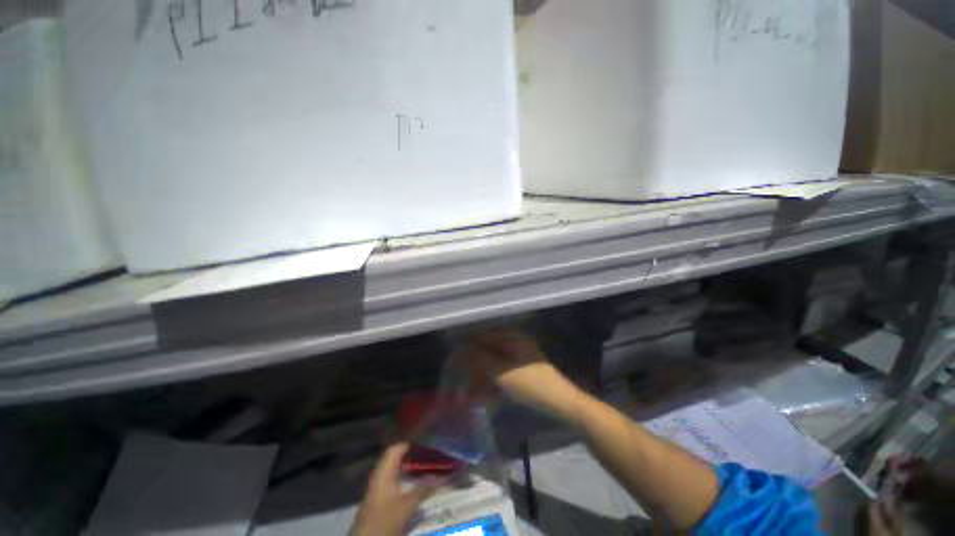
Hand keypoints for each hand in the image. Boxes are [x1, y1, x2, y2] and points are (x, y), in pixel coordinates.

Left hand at [350, 442, 441, 535]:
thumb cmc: (386, 520)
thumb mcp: (408, 506)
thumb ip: (423, 489)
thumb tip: (439, 477)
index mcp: (384, 473)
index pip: (394, 450)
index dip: (407, 446)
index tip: (422, 447)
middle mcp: (378, 476)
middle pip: (392, 459)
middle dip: (409, 457)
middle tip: (425, 457)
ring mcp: (375, 488)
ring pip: (391, 470)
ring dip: (405, 468)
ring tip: (421, 469)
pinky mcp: (376, 499)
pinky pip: (389, 480)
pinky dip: (400, 478)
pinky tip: (410, 485)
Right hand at [461, 330, 589, 424]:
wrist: (563, 404)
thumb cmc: (531, 384)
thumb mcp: (501, 372)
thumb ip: (479, 360)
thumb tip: (460, 350)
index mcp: (512, 338)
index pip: (484, 336)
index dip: (468, 346)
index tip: (454, 358)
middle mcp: (516, 343)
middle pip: (489, 351)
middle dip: (475, 366)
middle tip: (462, 380)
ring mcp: (521, 358)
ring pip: (495, 364)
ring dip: (483, 377)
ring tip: (472, 394)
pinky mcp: (524, 372)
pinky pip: (504, 374)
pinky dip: (494, 383)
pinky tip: (488, 397)